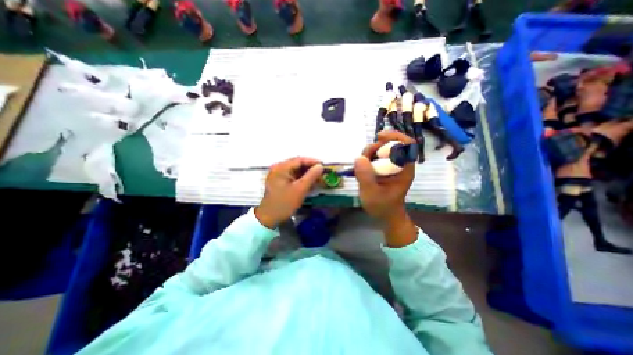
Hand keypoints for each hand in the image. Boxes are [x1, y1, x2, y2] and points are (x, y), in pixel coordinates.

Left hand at [254, 157, 323, 228]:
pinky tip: (309, 184)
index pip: (299, 160)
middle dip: (310, 169)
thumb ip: (311, 176)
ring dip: (307, 175)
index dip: (313, 161)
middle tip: (322, 173)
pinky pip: (292, 177)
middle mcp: (278, 168)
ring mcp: (278, 175)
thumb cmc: (285, 203)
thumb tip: (320, 166)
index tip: (324, 166)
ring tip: (318, 179)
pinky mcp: (279, 182)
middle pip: (297, 164)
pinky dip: (301, 180)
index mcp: (281, 168)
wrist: (269, 218)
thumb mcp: (300, 189)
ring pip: (295, 171)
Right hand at [354, 131, 418, 246]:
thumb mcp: (371, 193)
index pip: (406, 145)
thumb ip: (365, 176)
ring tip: (361, 166)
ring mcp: (390, 166)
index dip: (395, 136)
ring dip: (369, 153)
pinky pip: (374, 157)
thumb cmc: (382, 206)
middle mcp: (399, 164)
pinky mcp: (383, 168)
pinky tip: (361, 168)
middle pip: (390, 144)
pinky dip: (366, 159)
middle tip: (364, 157)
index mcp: (404, 169)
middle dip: (375, 147)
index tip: (379, 137)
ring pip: (380, 150)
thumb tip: (359, 158)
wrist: (385, 215)